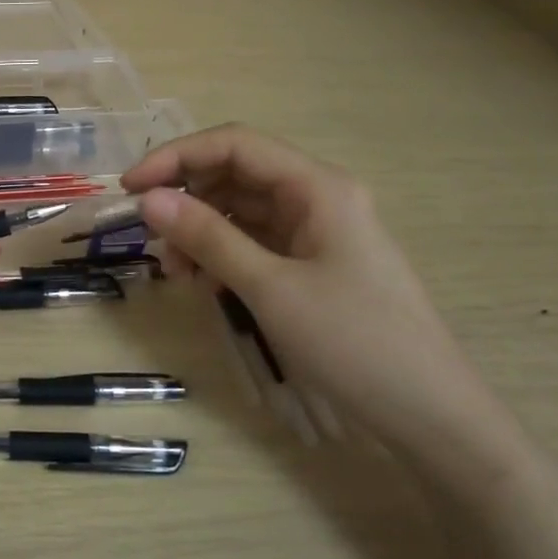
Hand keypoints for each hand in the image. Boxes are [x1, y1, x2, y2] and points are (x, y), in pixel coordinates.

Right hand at [122, 125, 510, 461]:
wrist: (428, 413)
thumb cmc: (353, 342)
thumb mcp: (270, 288)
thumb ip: (208, 238)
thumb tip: (148, 200)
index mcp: (317, 187)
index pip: (234, 145)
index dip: (176, 157)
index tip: (130, 187)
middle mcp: (316, 198)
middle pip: (234, 175)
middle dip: (186, 199)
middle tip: (150, 238)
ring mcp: (315, 232)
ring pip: (240, 211)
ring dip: (199, 232)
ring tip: (176, 273)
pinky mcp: (311, 264)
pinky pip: (253, 243)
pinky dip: (220, 256)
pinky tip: (203, 284)